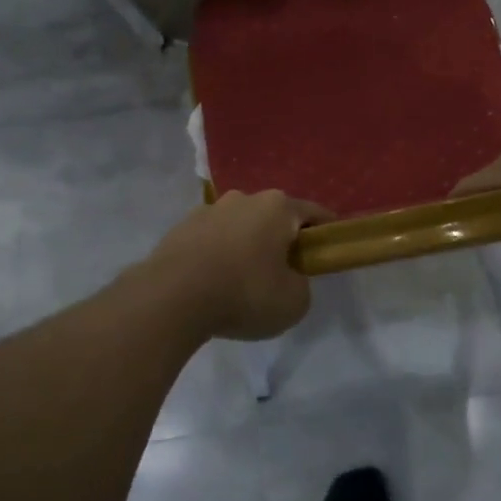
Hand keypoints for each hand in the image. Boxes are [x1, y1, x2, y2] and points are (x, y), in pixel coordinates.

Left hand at [146, 190, 330, 340]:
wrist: (172, 298)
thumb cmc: (244, 294)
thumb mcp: (294, 302)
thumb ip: (301, 285)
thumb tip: (288, 278)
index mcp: (278, 207)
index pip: (313, 213)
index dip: (325, 231)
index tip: (328, 249)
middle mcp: (244, 198)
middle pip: (273, 217)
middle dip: (281, 239)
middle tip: (283, 271)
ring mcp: (209, 210)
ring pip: (240, 226)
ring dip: (246, 245)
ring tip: (242, 280)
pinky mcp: (181, 227)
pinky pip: (211, 239)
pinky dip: (218, 254)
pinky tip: (213, 282)